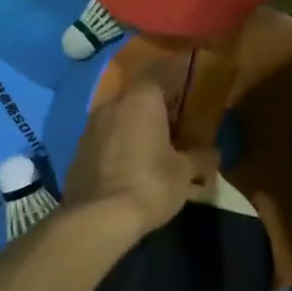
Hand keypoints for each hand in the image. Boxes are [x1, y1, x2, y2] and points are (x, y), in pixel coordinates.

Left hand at [63, 75, 217, 237]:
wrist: (97, 216)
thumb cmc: (149, 183)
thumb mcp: (185, 172)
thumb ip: (201, 157)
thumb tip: (213, 153)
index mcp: (142, 98)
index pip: (162, 73)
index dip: (177, 80)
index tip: (189, 91)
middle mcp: (113, 103)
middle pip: (139, 96)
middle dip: (157, 108)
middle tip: (175, 125)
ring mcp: (91, 125)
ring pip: (119, 117)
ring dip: (135, 127)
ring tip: (152, 148)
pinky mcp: (78, 149)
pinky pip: (105, 138)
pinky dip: (118, 146)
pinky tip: (129, 166)